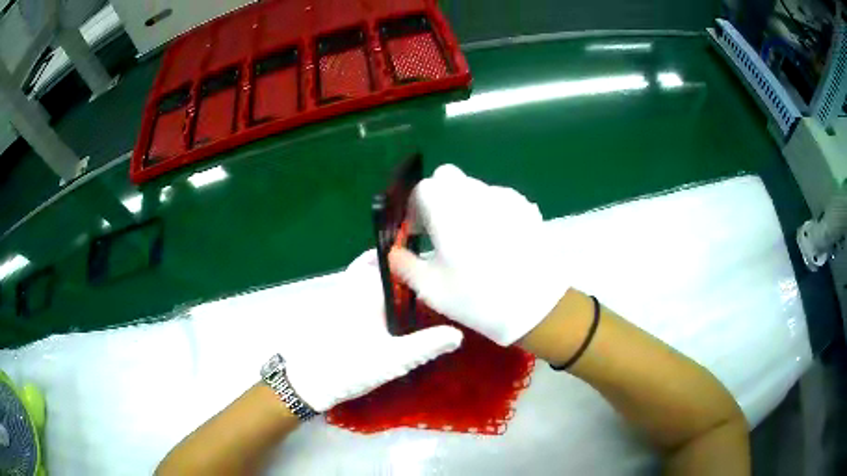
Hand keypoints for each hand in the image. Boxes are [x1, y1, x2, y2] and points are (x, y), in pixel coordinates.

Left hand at [285, 250, 462, 412]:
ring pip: (361, 280)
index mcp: (365, 291)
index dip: (402, 251)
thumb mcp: (394, 359)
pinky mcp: (333, 316)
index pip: (384, 259)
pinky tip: (385, 315)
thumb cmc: (350, 366)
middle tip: (417, 273)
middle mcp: (350, 289)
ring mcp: (339, 302)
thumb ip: (426, 345)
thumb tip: (458, 334)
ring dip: (380, 280)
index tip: (423, 253)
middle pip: (370, 265)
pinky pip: (355, 294)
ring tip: (407, 292)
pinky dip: (370, 295)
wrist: (308, 382)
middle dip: (391, 265)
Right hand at [389, 164, 565, 346]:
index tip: (419, 232)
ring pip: (475, 187)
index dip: (415, 208)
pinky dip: (491, 210)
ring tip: (473, 238)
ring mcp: (504, 197)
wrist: (535, 306)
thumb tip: (394, 253)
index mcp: (446, 208)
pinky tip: (499, 240)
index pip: (422, 188)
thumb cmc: (477, 298)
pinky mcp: (526, 207)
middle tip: (442, 229)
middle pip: (448, 178)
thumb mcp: (431, 288)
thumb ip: (404, 265)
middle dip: (439, 197)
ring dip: (465, 203)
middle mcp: (474, 193)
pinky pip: (500, 198)